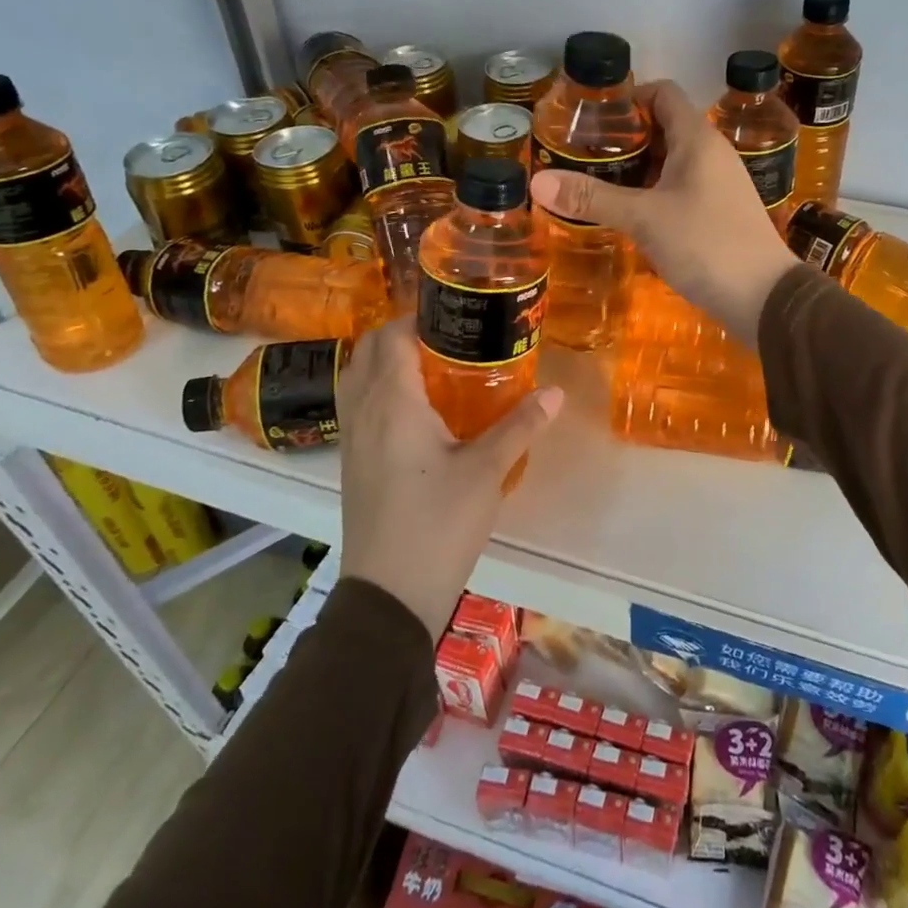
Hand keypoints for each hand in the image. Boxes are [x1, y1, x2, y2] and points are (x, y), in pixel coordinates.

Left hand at [334, 319, 563, 636]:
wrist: (390, 594)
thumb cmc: (439, 523)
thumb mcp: (487, 471)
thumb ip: (520, 426)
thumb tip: (556, 393)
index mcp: (393, 403)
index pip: (391, 337)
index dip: (417, 316)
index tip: (454, 312)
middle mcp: (364, 412)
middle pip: (367, 352)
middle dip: (401, 335)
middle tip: (448, 338)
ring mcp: (352, 440)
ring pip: (358, 380)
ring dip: (386, 363)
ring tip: (433, 368)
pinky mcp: (353, 464)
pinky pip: (359, 408)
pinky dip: (380, 391)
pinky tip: (418, 413)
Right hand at [529, 80, 795, 346]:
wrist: (764, 297)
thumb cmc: (706, 245)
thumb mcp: (643, 219)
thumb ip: (592, 198)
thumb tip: (537, 182)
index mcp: (698, 139)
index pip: (663, 94)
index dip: (628, 98)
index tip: (592, 118)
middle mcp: (713, 153)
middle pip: (665, 127)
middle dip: (625, 139)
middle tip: (584, 155)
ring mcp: (720, 184)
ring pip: (672, 162)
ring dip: (638, 169)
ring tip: (598, 185)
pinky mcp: (721, 212)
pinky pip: (682, 189)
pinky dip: (654, 193)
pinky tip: (631, 215)